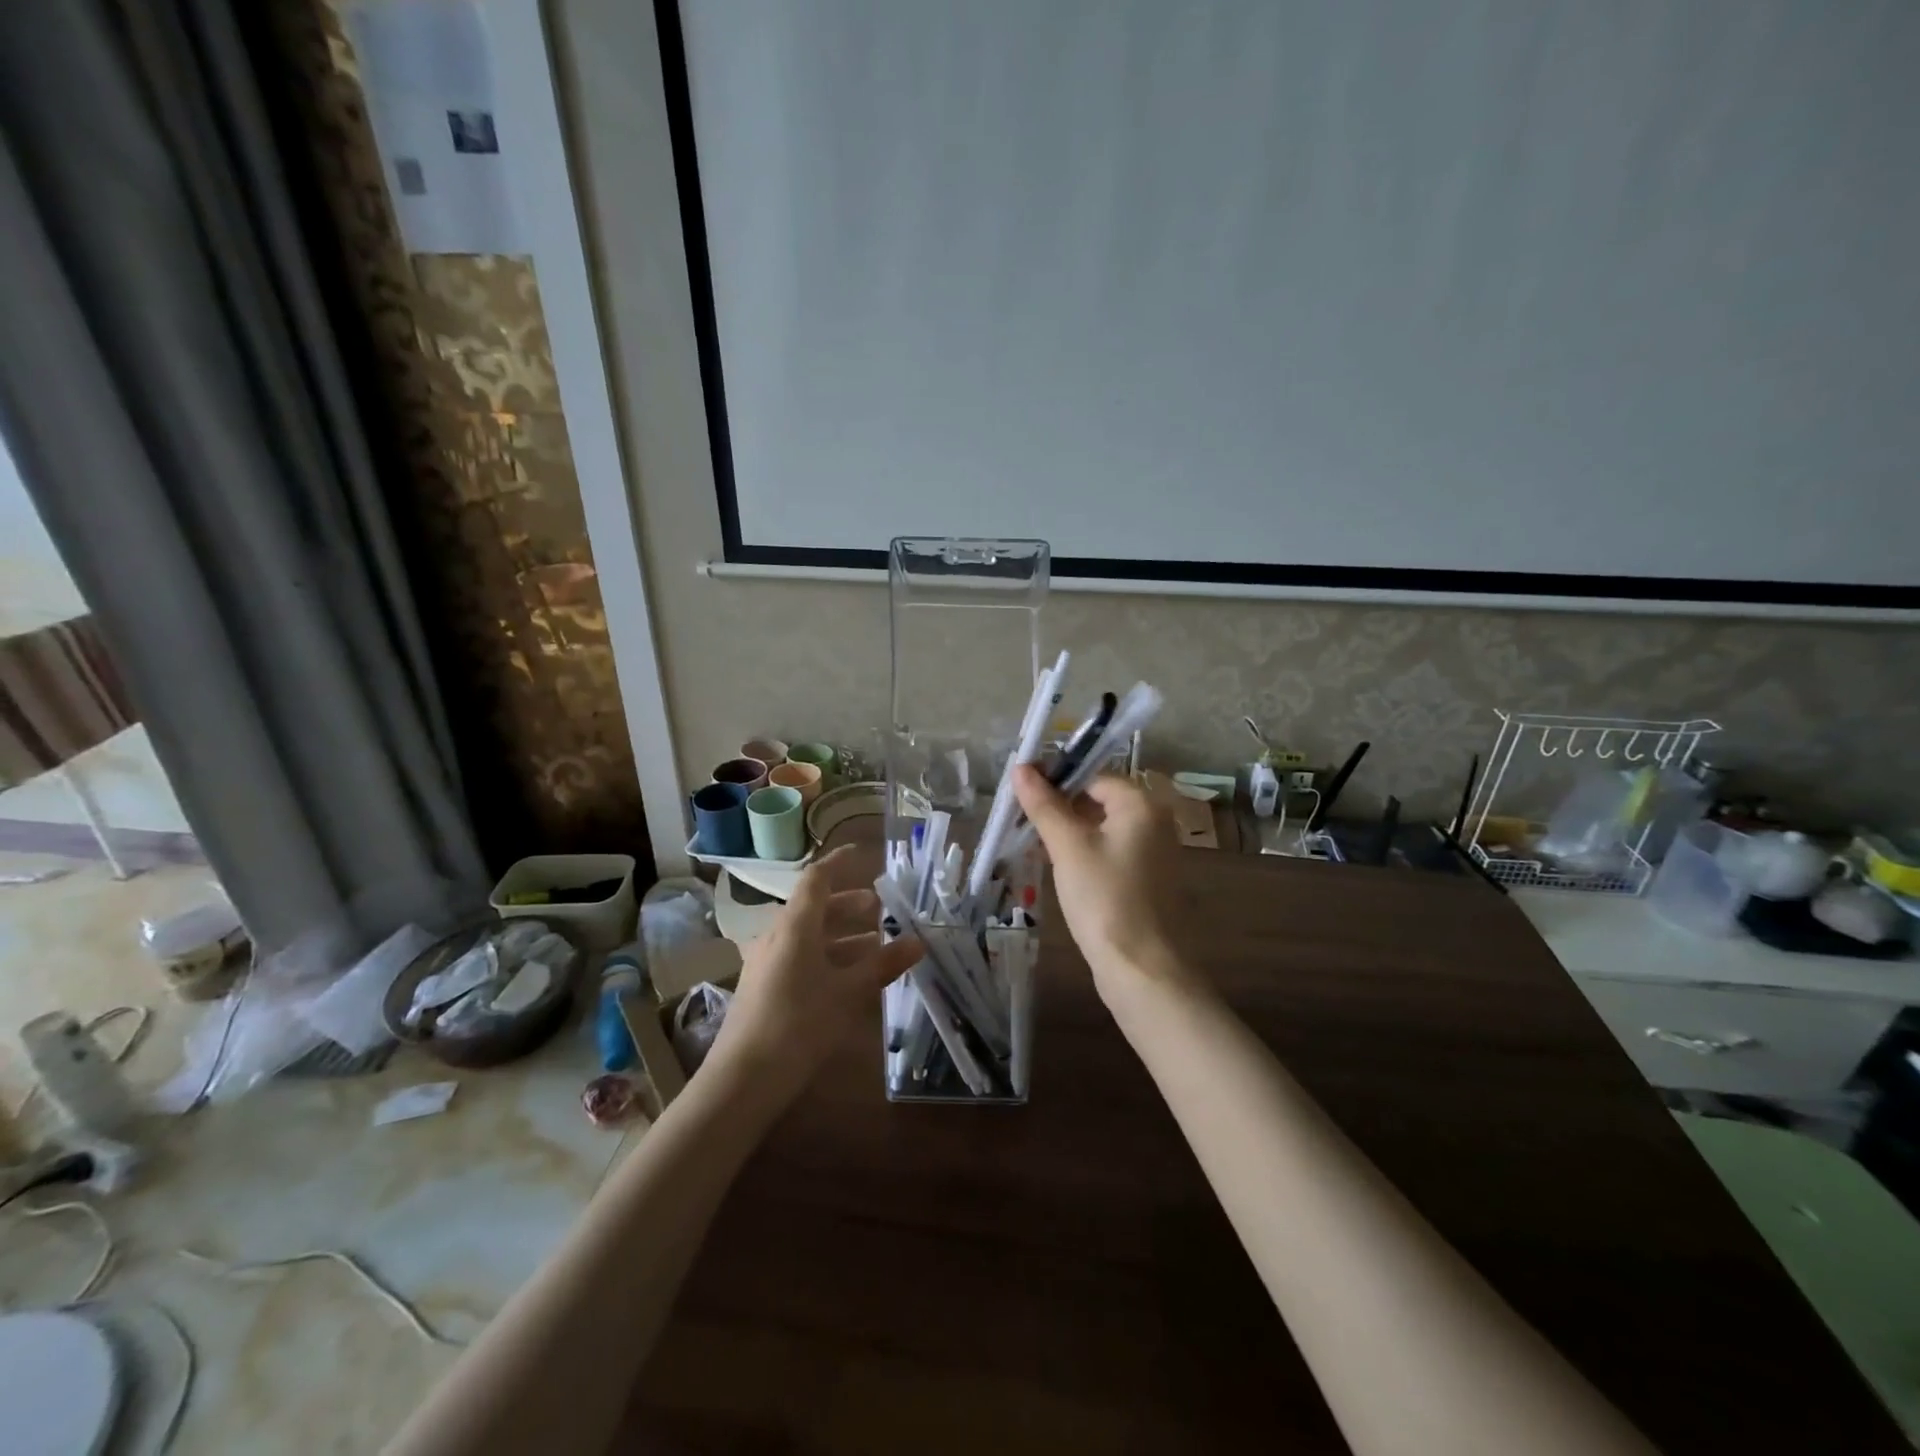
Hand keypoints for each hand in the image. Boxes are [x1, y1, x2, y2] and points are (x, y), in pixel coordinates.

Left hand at [707, 846, 921, 1098]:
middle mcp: (777, 936)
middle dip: (847, 905)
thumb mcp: (848, 993)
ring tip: (874, 946)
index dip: (838, 862)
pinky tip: (847, 979)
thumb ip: (883, 964)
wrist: (743, 1079)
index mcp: (795, 925)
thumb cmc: (799, 1024)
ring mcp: (766, 963)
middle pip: (814, 908)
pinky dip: (826, 957)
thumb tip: (918, 941)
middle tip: (879, 909)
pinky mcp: (763, 988)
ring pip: (808, 936)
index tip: (861, 854)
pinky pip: (799, 958)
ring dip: (840, 936)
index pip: (816, 879)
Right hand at [1011, 767, 1200, 1004]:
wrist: (1143, 969)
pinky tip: (1056, 866)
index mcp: (1142, 804)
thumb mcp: (1068, 847)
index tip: (1021, 791)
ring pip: (1102, 827)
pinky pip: (1110, 851)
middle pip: (1099, 799)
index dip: (1056, 779)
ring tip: (1031, 841)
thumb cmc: (1105, 899)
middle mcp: (1154, 821)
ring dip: (1068, 830)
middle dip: (1059, 806)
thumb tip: (1021, 768)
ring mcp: (1153, 853)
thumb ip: (1044, 805)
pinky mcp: (1146, 879)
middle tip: (1021, 818)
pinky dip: (1084, 852)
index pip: (1093, 775)